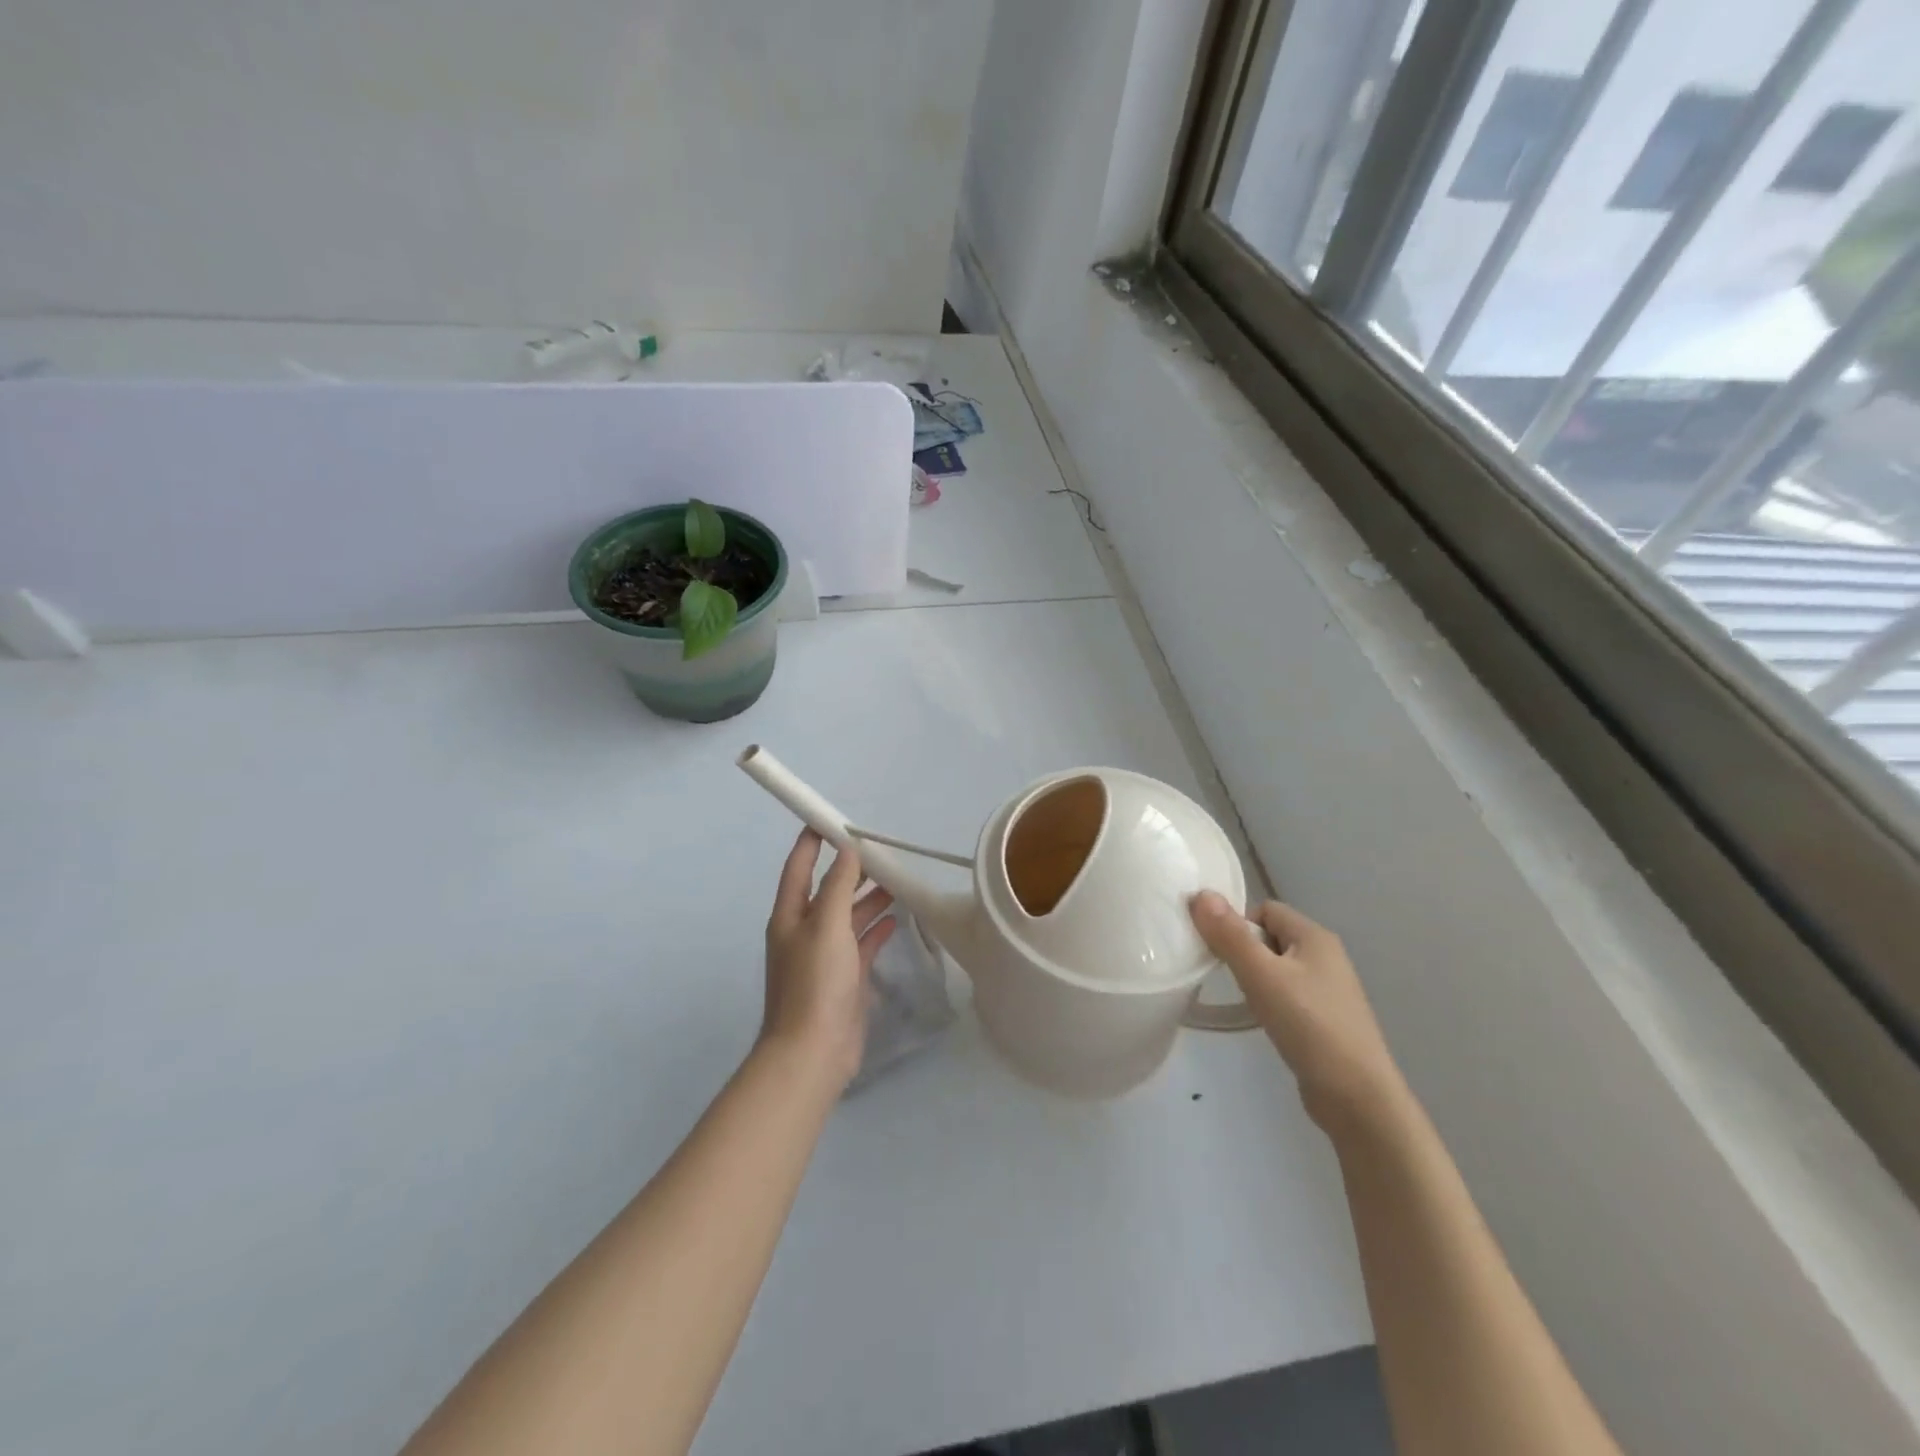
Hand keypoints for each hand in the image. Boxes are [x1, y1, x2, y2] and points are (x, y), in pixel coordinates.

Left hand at [762, 829, 896, 1089]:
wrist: (814, 1052)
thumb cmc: (815, 982)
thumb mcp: (826, 926)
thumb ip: (837, 886)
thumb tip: (847, 851)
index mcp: (790, 916)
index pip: (799, 867)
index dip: (812, 842)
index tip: (830, 818)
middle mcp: (805, 931)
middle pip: (828, 889)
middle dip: (850, 869)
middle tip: (880, 849)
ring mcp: (826, 956)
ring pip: (848, 915)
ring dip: (868, 897)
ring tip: (896, 879)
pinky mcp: (846, 977)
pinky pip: (862, 942)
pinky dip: (877, 928)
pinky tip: (896, 917)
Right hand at [1190, 893, 1408, 1135]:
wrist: (1357, 1098)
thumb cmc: (1309, 1025)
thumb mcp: (1261, 975)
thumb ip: (1229, 935)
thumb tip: (1200, 894)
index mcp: (1315, 937)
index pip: (1265, 910)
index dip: (1239, 925)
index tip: (1221, 953)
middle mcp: (1326, 956)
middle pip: (1270, 937)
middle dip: (1245, 952)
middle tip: (1230, 978)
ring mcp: (1329, 990)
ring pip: (1278, 968)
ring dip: (1256, 979)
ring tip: (1246, 1002)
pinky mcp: (1326, 1019)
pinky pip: (1288, 995)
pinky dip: (1271, 1002)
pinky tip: (1264, 1022)